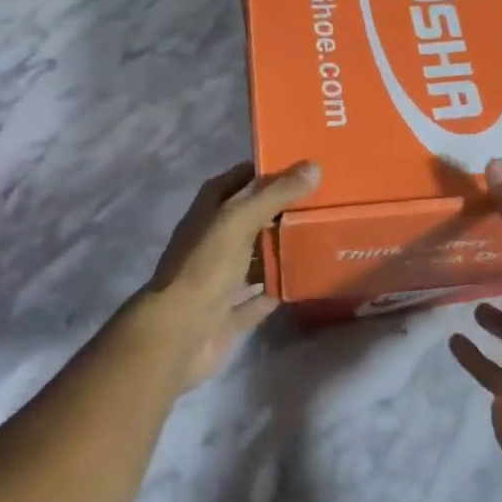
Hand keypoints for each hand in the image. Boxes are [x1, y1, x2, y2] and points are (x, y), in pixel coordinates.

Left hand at [139, 160, 320, 389]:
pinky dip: (277, 289)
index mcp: (210, 210)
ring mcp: (219, 277)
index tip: (306, 167)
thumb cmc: (205, 267)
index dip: (269, 171)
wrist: (177, 334)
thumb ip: (274, 194)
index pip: (241, 178)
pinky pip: (259, 296)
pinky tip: (306, 281)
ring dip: (282, 250)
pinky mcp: (228, 311)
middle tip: (325, 203)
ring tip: (324, 238)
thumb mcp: (239, 220)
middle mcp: (213, 238)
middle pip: (252, 217)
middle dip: (283, 211)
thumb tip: (313, 167)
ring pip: (256, 257)